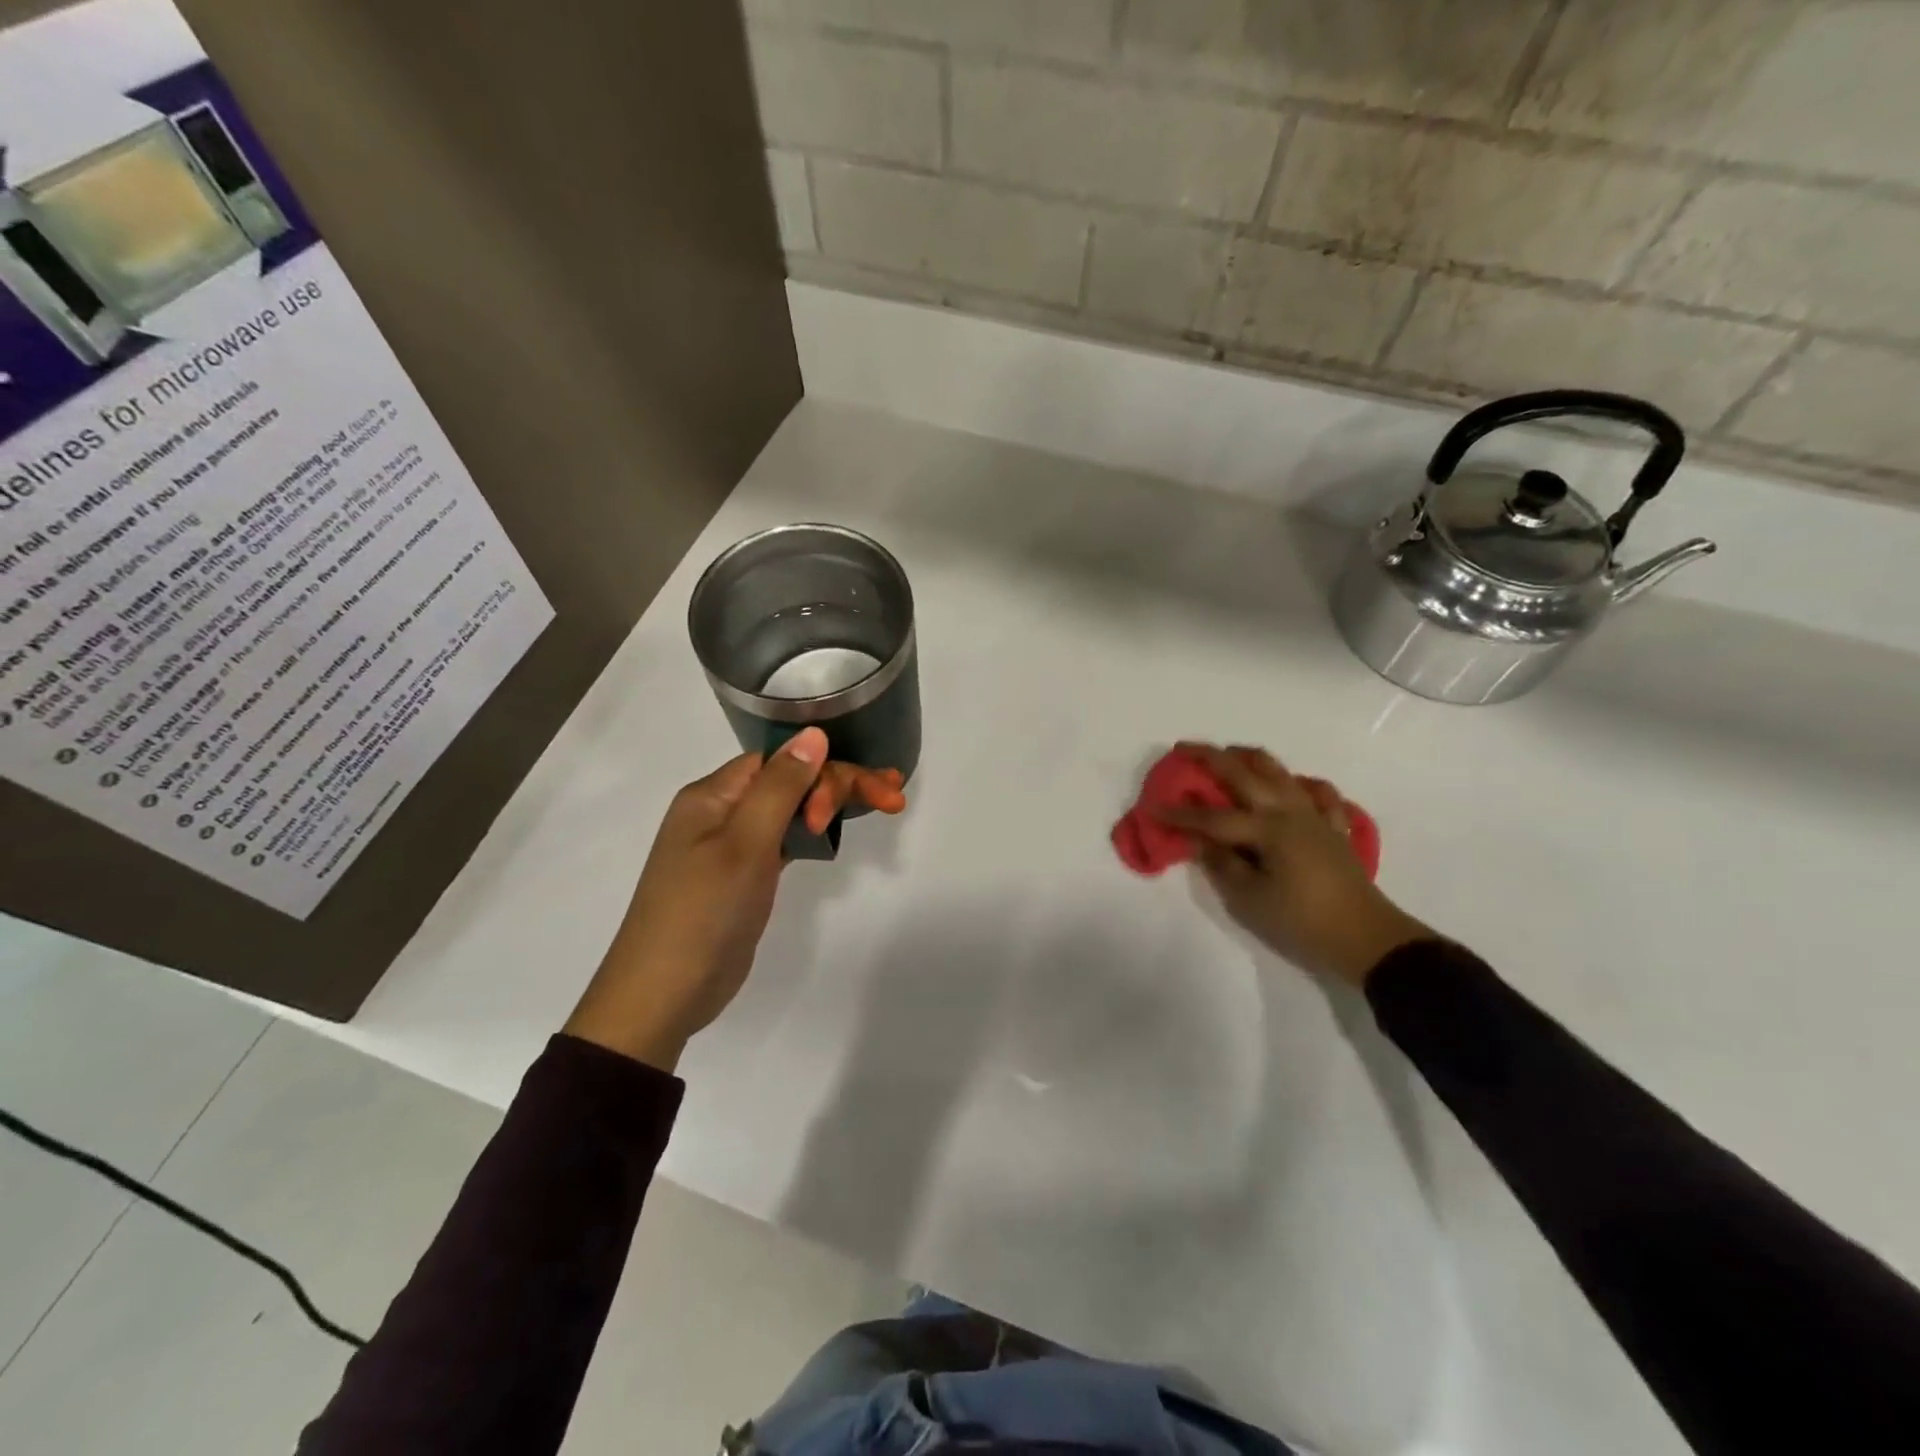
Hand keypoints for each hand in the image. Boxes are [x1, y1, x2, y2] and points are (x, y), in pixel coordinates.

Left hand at [563, 728, 905, 1069]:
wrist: (663, 994)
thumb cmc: (703, 912)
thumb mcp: (745, 843)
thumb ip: (781, 787)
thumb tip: (814, 733)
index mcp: (713, 795)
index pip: (781, 761)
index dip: (827, 769)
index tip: (869, 794)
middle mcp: (720, 812)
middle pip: (789, 782)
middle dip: (841, 785)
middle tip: (893, 800)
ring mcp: (730, 846)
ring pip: (789, 810)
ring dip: (831, 806)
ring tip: (882, 806)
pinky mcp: (743, 877)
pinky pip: (782, 839)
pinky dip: (812, 833)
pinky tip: (833, 833)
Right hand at [1156, 744, 1429, 986]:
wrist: (1366, 939)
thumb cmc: (1301, 922)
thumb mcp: (1249, 900)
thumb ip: (1221, 863)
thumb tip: (1197, 839)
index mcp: (1266, 829)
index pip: (1211, 818)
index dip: (1178, 813)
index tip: (1150, 806)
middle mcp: (1288, 811)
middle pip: (1244, 774)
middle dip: (1209, 758)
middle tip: (1182, 748)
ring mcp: (1315, 815)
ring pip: (1280, 772)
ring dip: (1250, 758)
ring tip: (1229, 754)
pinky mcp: (1334, 828)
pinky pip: (1319, 794)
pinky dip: (1302, 784)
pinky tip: (1293, 786)